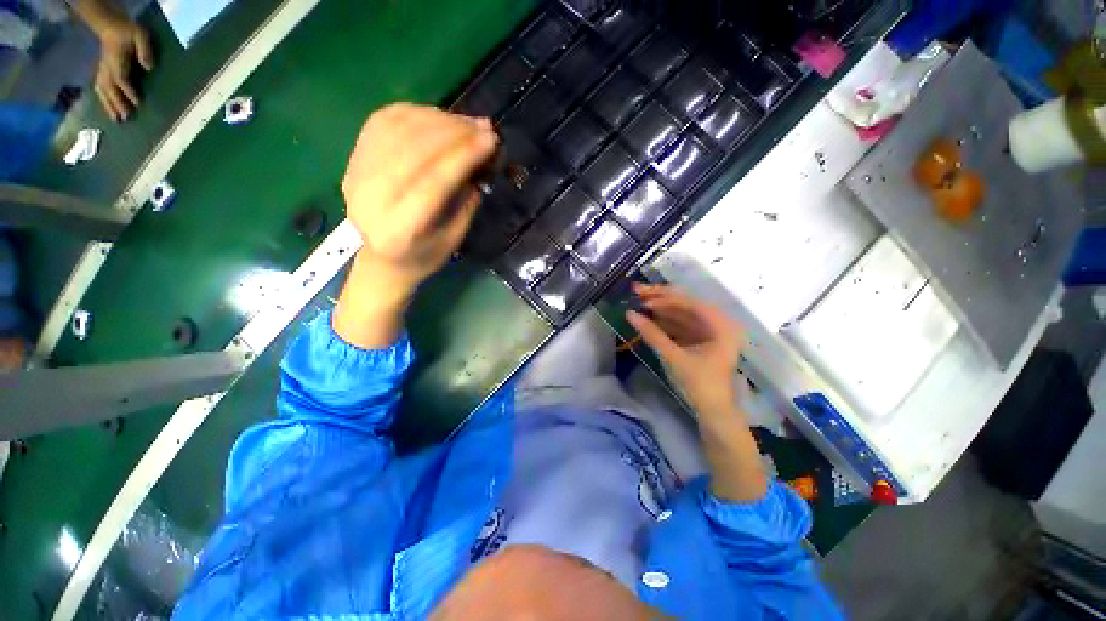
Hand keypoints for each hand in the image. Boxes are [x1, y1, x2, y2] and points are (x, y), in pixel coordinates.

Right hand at [93, 17, 153, 121]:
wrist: (111, 26)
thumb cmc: (128, 31)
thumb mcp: (140, 35)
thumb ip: (144, 50)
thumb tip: (149, 67)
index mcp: (116, 60)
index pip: (121, 79)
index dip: (128, 91)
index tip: (137, 103)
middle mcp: (107, 68)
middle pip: (111, 89)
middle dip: (117, 104)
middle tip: (125, 118)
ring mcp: (103, 70)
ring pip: (103, 92)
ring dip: (108, 106)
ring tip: (116, 120)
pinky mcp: (102, 73)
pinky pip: (101, 89)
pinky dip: (104, 100)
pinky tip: (108, 110)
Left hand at [341, 103, 497, 297]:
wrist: (379, 260)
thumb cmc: (422, 257)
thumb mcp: (453, 240)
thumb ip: (466, 202)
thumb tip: (480, 160)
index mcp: (400, 229)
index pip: (433, 182)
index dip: (463, 156)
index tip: (490, 140)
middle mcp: (371, 197)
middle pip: (413, 150)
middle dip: (454, 132)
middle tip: (483, 127)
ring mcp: (357, 173)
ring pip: (397, 129)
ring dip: (437, 119)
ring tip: (465, 123)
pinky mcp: (354, 158)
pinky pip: (384, 121)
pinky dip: (415, 113)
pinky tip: (438, 118)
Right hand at [626, 283, 743, 416]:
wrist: (715, 413)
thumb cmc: (700, 385)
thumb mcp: (674, 357)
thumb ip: (652, 334)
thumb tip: (629, 314)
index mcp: (720, 325)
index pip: (689, 302)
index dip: (664, 299)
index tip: (642, 299)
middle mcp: (718, 323)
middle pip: (685, 304)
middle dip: (660, 298)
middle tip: (636, 291)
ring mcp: (710, 331)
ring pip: (682, 314)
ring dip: (661, 309)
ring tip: (639, 304)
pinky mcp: (701, 340)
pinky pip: (682, 325)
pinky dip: (666, 322)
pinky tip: (649, 319)